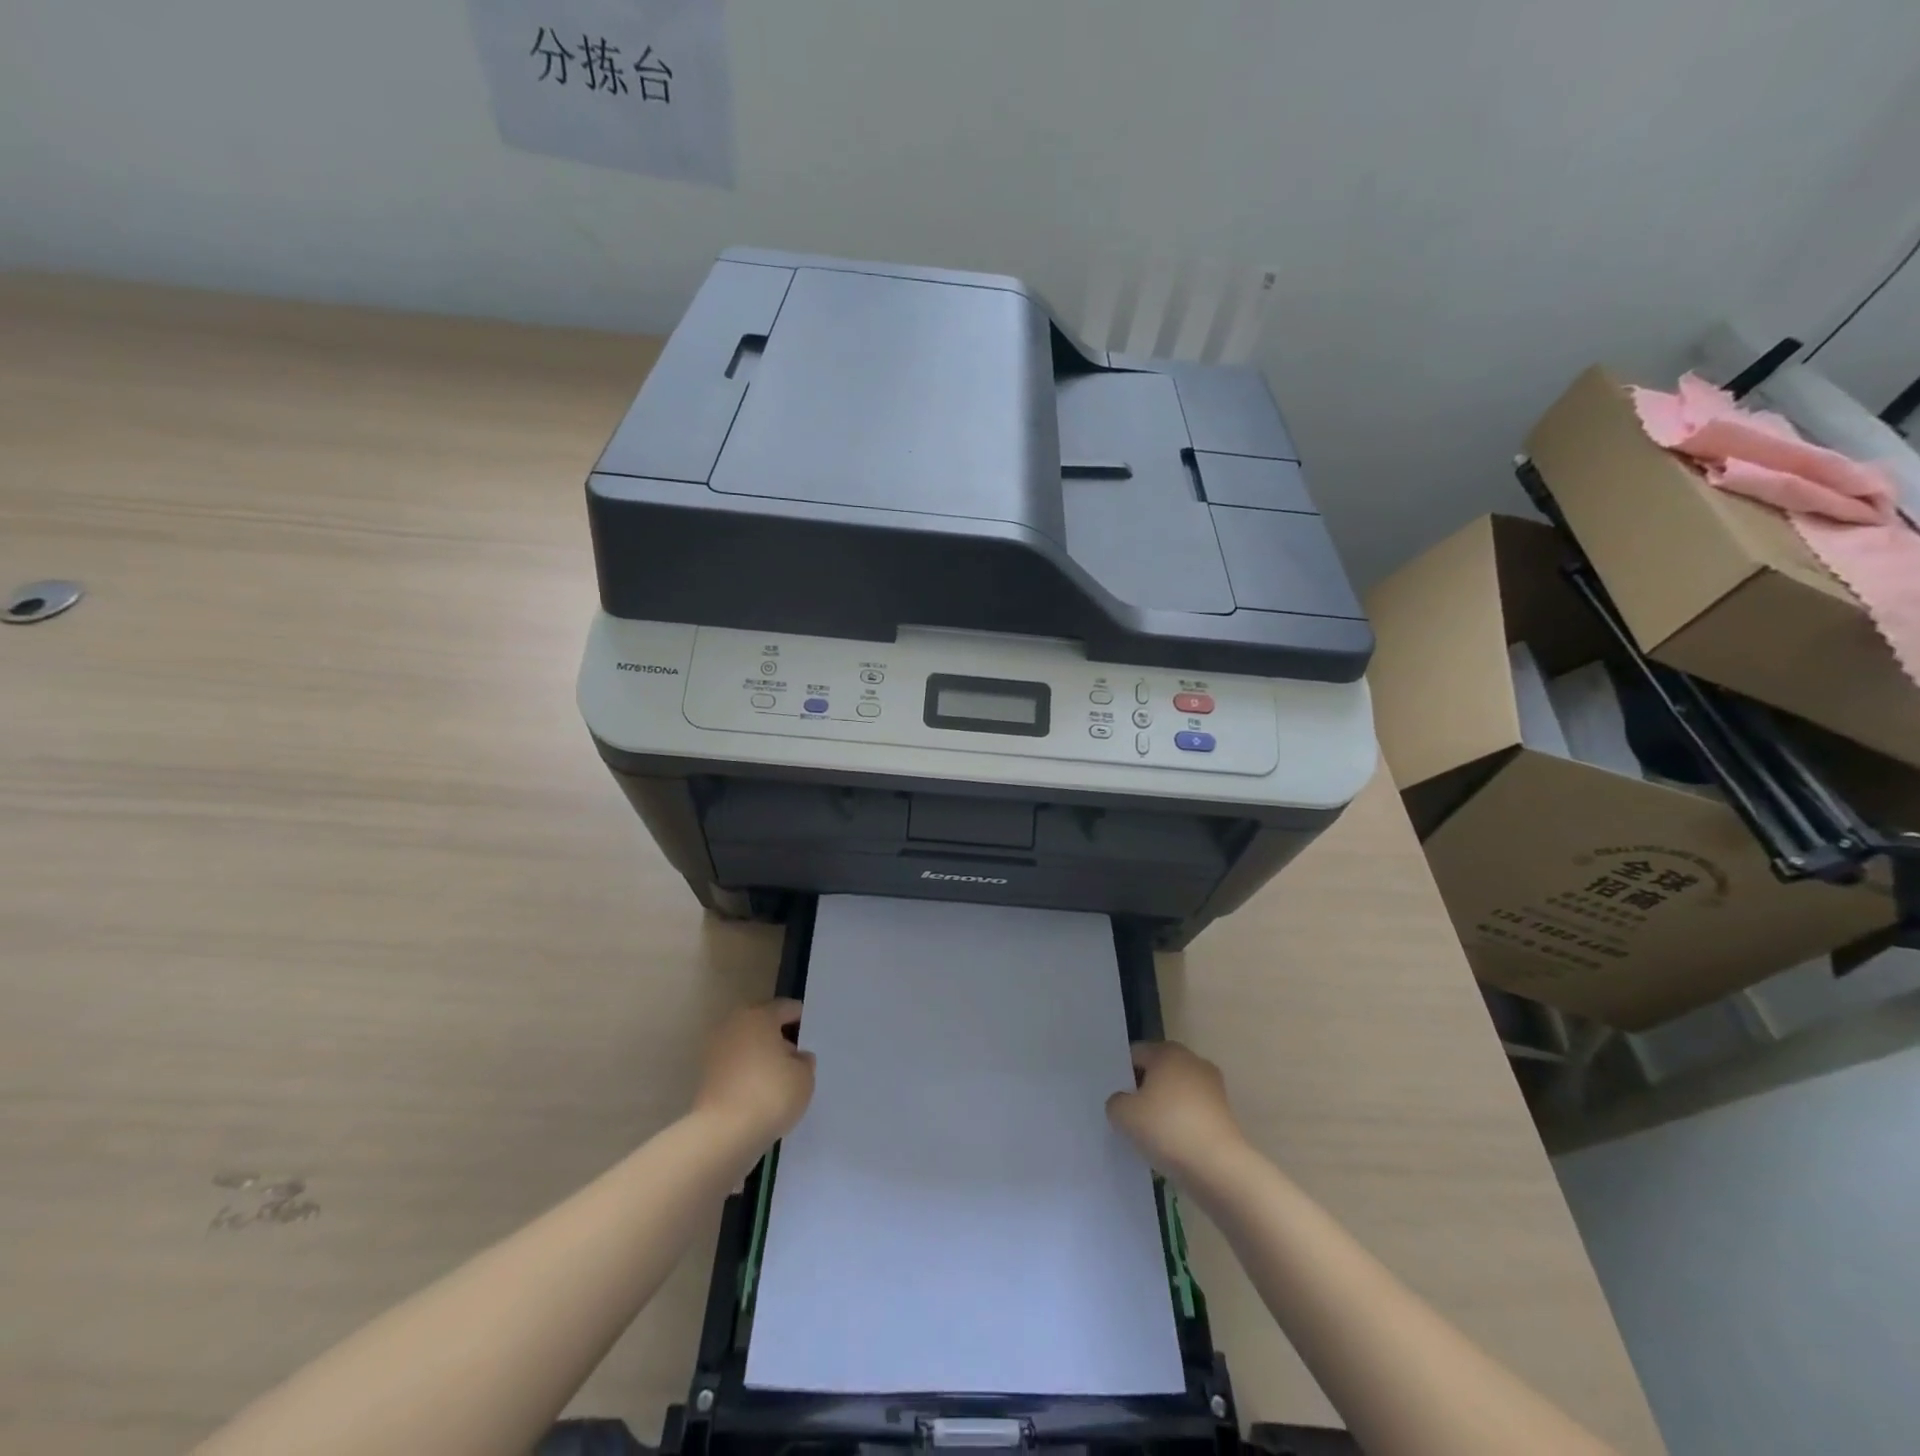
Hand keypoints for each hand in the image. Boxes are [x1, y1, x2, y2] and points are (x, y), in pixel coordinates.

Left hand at [693, 999, 815, 1150]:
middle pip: (763, 1024)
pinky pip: (736, 1067)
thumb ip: (804, 1061)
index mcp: (759, 1015)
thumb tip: (797, 1057)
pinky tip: (762, 1092)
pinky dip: (748, 1074)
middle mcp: (734, 1025)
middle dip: (780, 1037)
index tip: (812, 1035)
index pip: (786, 1008)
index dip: (802, 1019)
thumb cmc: (770, 1094)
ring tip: (781, 1078)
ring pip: (748, 1046)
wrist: (723, 1135)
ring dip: (762, 1056)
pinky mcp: (706, 1077)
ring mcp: (716, 1050)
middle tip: (798, 1057)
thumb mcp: (804, 1076)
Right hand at [1106, 1041, 1247, 1180]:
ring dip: (1164, 1108)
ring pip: (1177, 1093)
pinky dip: (1182, 1124)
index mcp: (1168, 1051)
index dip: (1123, 1075)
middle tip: (1130, 1116)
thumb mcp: (1123, 1115)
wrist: (1219, 1167)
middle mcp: (1192, 1060)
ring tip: (1151, 1136)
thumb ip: (1116, 1101)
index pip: (1136, 1054)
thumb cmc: (1167, 1129)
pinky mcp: (1225, 1113)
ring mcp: (1213, 1086)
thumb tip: (1125, 1101)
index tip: (1117, 1099)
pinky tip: (1173, 1146)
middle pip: (1158, 1072)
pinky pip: (1193, 1112)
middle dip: (1145, 1090)